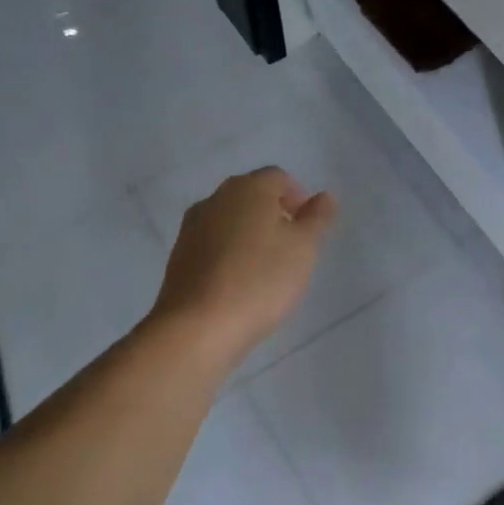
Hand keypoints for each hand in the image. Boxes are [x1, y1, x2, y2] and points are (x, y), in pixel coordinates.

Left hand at [147, 167, 338, 364]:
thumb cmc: (261, 279)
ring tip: (267, 268)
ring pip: (230, 220)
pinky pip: (213, 244)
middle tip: (292, 247)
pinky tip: (240, 283)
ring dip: (250, 234)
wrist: (198, 326)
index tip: (309, 228)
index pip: (278, 178)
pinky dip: (229, 254)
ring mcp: (192, 227)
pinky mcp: (179, 257)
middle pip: (251, 195)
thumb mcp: (304, 247)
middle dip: (274, 214)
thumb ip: (317, 217)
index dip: (298, 197)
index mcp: (248, 188)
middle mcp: (216, 198)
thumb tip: (325, 196)